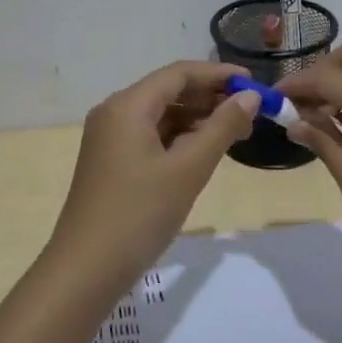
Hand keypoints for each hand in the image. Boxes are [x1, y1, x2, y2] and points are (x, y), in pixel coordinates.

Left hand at [47, 61, 260, 295]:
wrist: (87, 269)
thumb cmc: (139, 214)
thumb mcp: (188, 170)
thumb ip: (221, 128)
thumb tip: (249, 98)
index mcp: (127, 106)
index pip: (178, 73)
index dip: (218, 75)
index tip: (254, 84)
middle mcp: (114, 113)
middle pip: (168, 91)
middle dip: (209, 98)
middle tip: (250, 113)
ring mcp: (109, 139)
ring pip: (160, 116)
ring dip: (197, 119)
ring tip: (235, 133)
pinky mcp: (111, 162)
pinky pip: (150, 137)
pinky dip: (179, 139)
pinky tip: (204, 151)